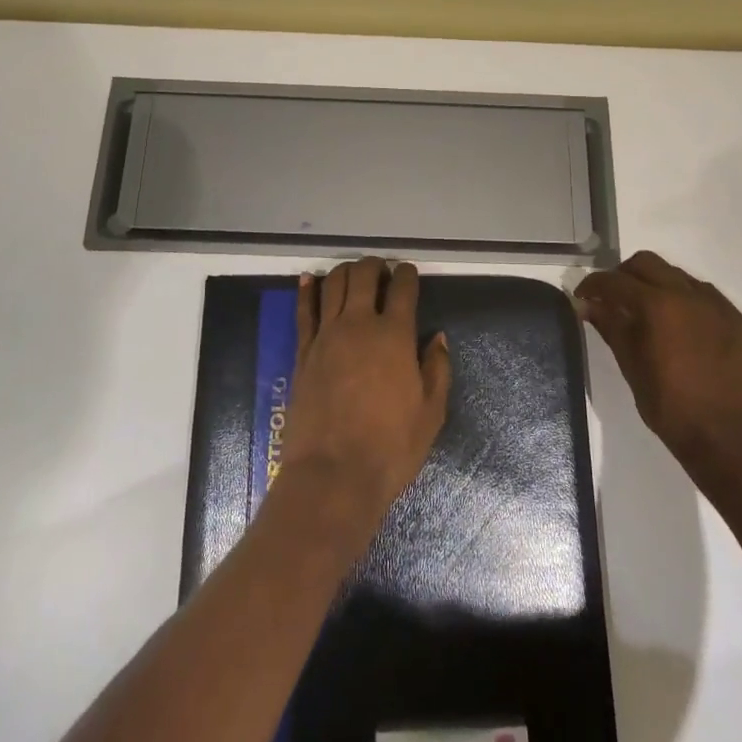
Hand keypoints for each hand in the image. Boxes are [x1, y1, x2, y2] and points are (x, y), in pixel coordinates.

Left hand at [275, 258, 451, 540]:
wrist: (333, 475)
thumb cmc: (390, 448)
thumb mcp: (431, 413)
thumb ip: (437, 369)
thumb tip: (437, 337)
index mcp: (394, 335)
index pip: (403, 288)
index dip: (408, 274)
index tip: (409, 273)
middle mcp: (359, 325)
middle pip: (364, 275)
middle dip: (375, 266)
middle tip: (382, 270)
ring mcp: (327, 336)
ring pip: (333, 285)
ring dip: (345, 271)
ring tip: (353, 273)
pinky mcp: (304, 352)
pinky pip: (304, 310)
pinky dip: (308, 290)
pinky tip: (310, 279)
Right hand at [575, 251, 741, 458]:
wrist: (725, 438)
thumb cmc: (669, 405)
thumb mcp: (630, 364)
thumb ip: (610, 326)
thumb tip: (588, 305)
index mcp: (657, 305)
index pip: (615, 281)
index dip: (593, 285)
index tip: (582, 297)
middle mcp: (688, 294)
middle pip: (647, 263)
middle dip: (623, 275)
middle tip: (612, 298)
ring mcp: (716, 305)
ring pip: (676, 274)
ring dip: (655, 283)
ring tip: (646, 310)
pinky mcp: (736, 319)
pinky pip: (703, 294)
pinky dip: (683, 298)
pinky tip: (678, 323)